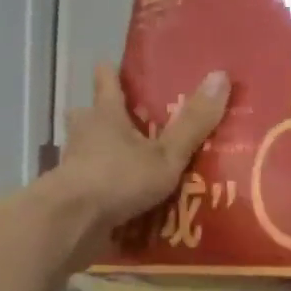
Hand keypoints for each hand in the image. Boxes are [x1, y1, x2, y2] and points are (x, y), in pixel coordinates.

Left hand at [50, 63, 229, 244]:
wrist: (70, 224)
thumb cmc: (117, 178)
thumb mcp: (165, 154)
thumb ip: (193, 123)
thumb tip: (221, 75)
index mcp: (105, 115)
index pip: (106, 81)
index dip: (111, 73)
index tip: (115, 66)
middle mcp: (84, 134)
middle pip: (88, 115)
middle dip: (102, 115)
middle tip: (128, 122)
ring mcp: (73, 165)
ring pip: (86, 150)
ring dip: (101, 153)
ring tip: (129, 164)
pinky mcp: (69, 196)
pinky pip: (88, 185)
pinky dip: (101, 188)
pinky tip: (119, 200)